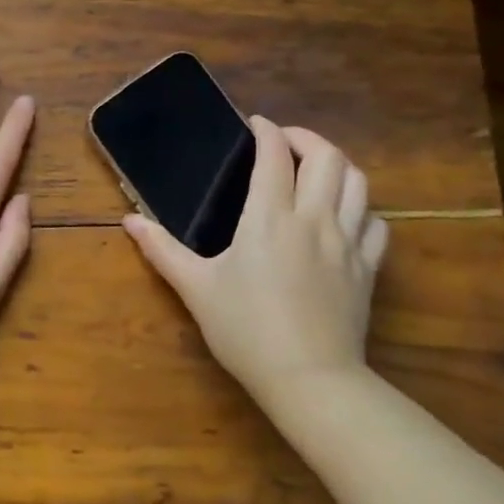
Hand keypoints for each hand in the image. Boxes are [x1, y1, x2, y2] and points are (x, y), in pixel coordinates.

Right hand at [123, 120, 387, 390]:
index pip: (274, 155)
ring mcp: (347, 243)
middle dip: (306, 138)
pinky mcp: (367, 268)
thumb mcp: (195, 288)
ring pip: (358, 183)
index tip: (254, 124)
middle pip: (328, 157)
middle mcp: (313, 219)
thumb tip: (129, 220)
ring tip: (315, 170)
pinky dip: (361, 208)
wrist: (309, 379)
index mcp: (269, 218)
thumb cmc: (245, 330)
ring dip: (337, 165)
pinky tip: (344, 216)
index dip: (266, 131)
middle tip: (283, 143)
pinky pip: (375, 223)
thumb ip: (161, 249)